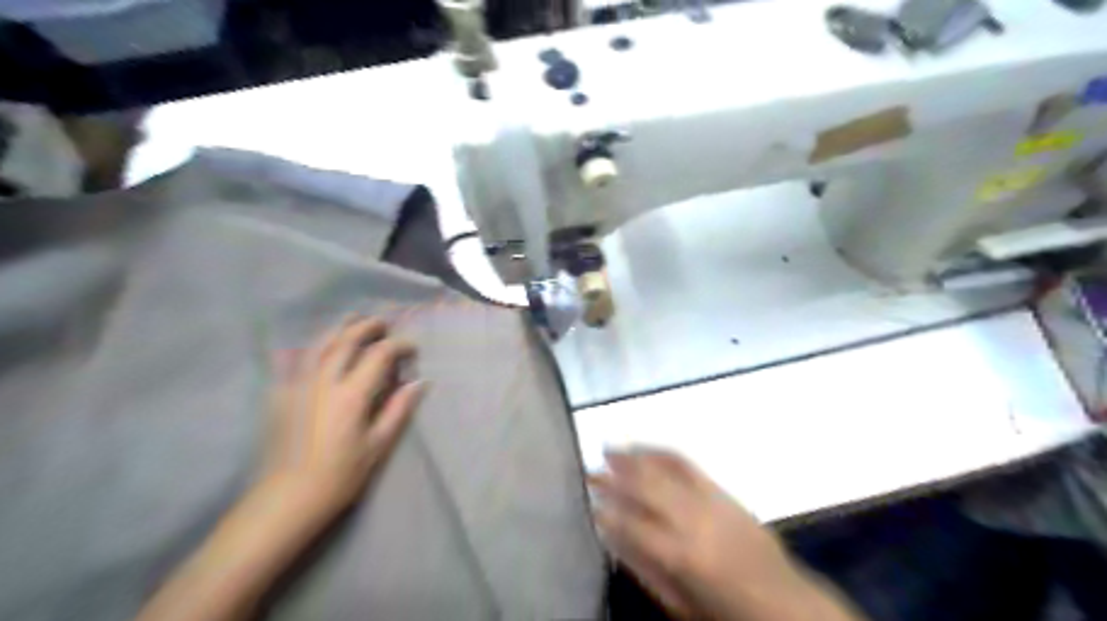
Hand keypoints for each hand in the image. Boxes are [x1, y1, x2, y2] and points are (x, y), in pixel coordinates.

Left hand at [261, 317, 427, 515]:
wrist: (285, 499)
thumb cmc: (339, 476)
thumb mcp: (377, 446)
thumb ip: (398, 410)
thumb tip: (418, 382)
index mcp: (351, 395)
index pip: (379, 355)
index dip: (398, 346)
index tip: (412, 349)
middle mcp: (323, 382)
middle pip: (346, 341)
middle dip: (367, 327)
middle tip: (382, 324)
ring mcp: (297, 385)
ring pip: (318, 344)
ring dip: (338, 328)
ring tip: (352, 319)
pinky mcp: (280, 395)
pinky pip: (297, 360)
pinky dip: (313, 347)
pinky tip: (319, 346)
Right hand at [592, 451, 859, 620]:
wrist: (783, 601)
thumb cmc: (725, 612)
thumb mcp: (678, 603)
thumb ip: (642, 567)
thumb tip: (610, 535)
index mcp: (679, 555)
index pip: (630, 525)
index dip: (605, 511)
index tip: (587, 502)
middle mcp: (691, 520)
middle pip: (644, 489)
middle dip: (612, 478)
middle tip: (588, 471)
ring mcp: (708, 500)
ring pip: (662, 470)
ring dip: (633, 458)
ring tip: (608, 449)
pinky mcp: (721, 490)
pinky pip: (686, 464)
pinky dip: (661, 452)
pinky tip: (645, 448)